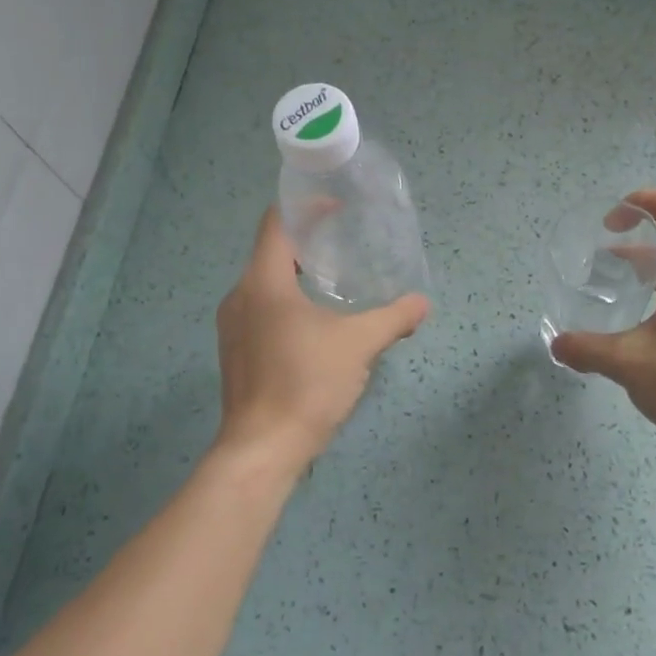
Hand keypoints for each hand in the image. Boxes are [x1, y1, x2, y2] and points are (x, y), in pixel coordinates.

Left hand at [212, 207, 429, 473]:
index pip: (276, 224)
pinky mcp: (237, 353)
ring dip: (296, 275)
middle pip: (270, 252)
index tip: (336, 206)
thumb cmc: (307, 383)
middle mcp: (240, 297)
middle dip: (306, 243)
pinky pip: (261, 311)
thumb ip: (393, 318)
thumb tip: (422, 304)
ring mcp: (233, 327)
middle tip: (344, 243)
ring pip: (265, 284)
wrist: (262, 449)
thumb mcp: (359, 345)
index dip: (305, 208)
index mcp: (263, 282)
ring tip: (334, 281)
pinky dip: (287, 303)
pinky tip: (315, 324)